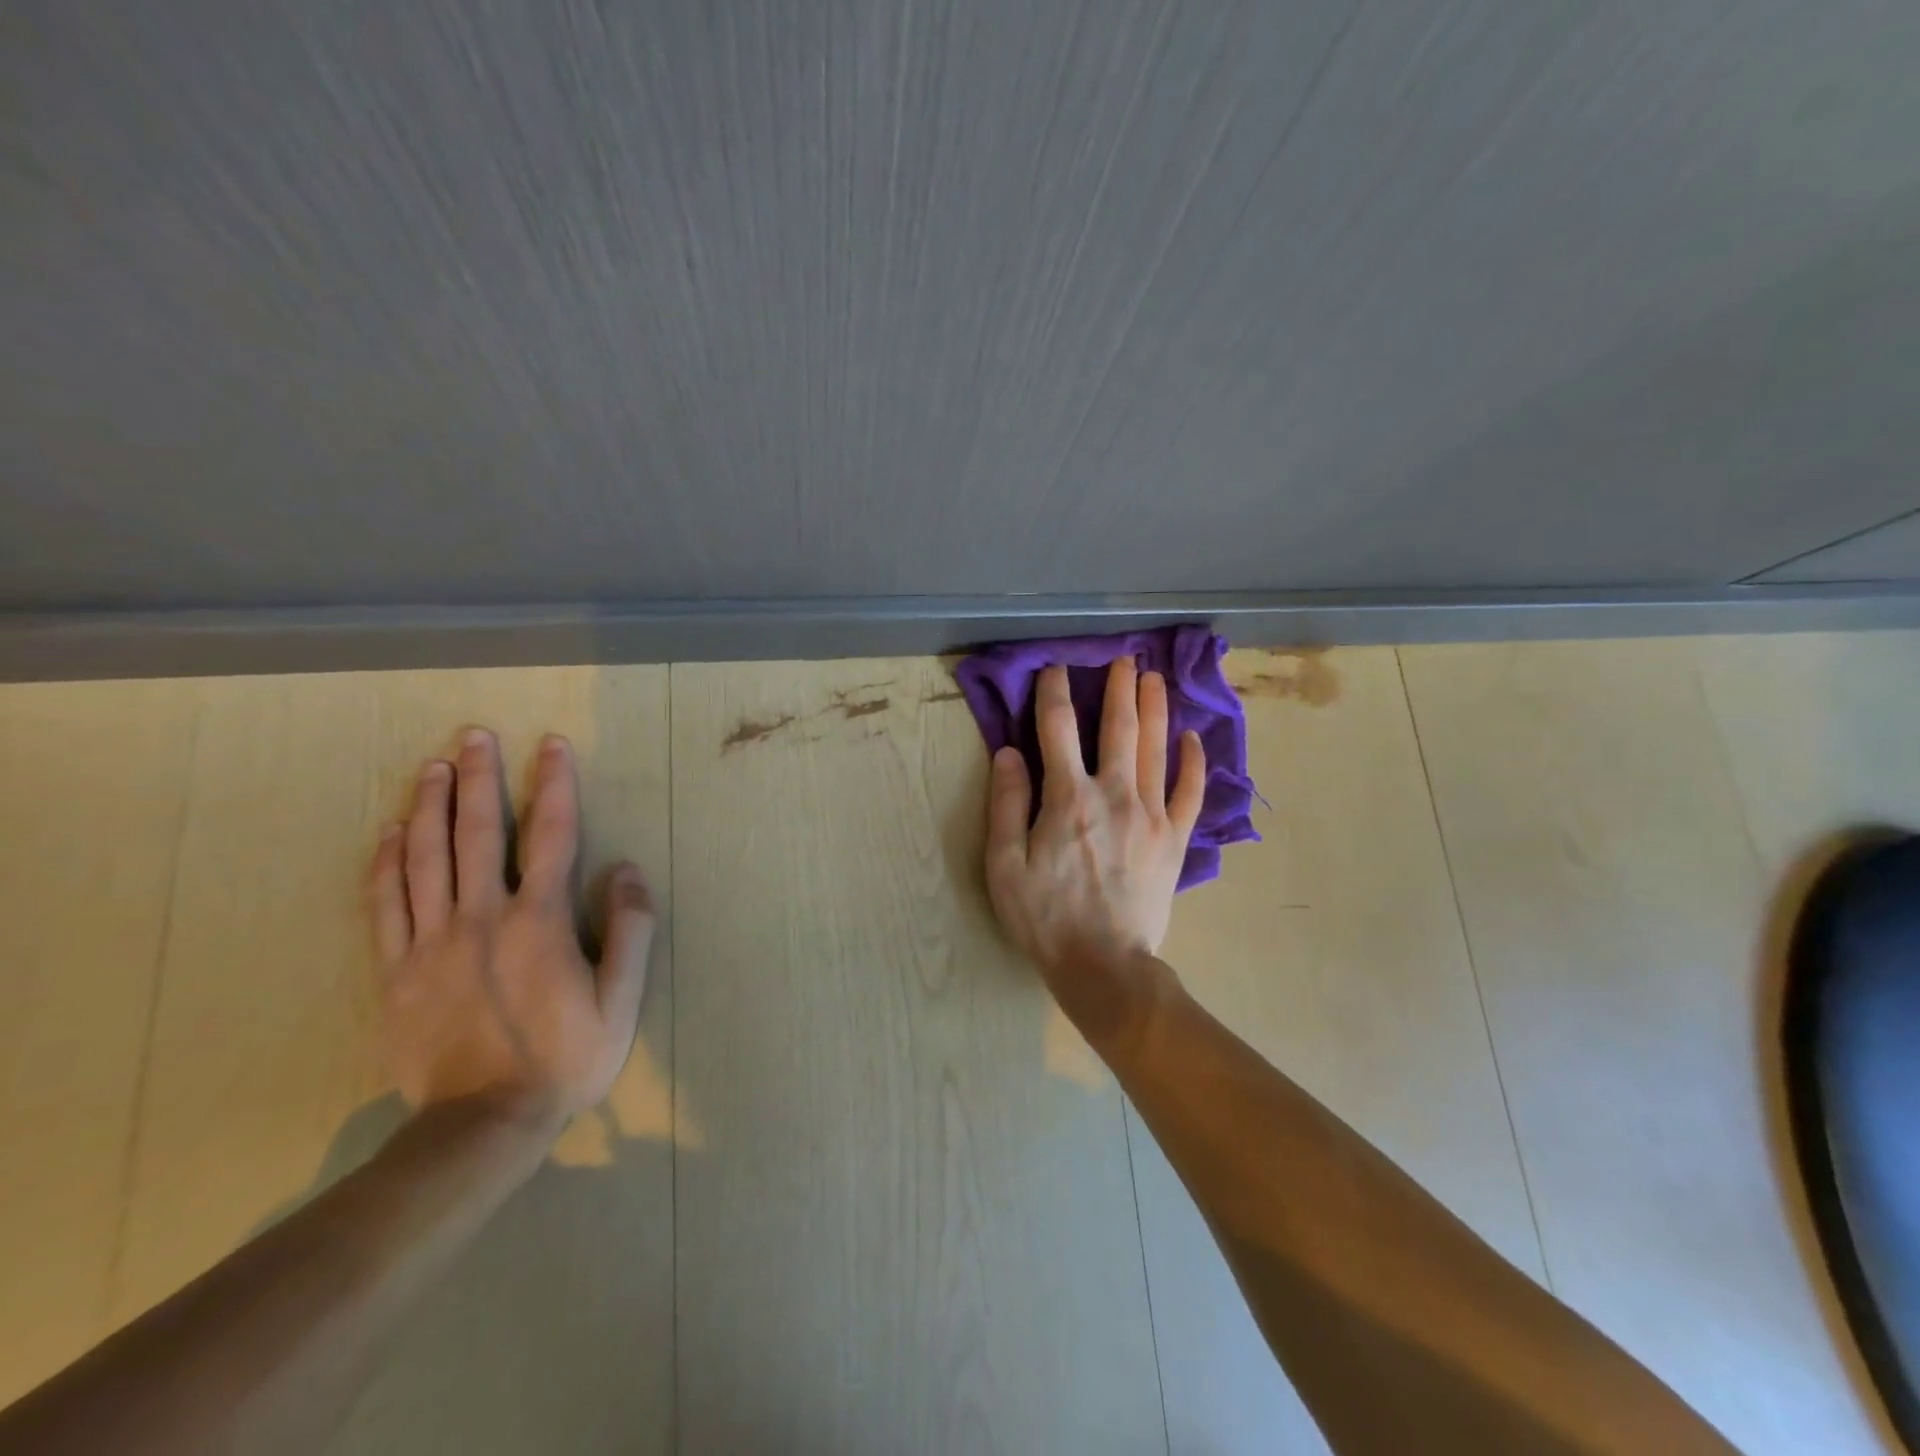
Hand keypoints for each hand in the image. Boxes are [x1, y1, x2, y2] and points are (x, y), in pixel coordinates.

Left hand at [369, 729, 654, 1123]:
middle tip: (473, 735)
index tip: (552, 745)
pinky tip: (390, 832)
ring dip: (431, 807)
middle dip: (479, 778)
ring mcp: (432, 943)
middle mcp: (482, 918)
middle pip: (479, 833)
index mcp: (540, 921)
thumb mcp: (622, 1000)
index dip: (554, 784)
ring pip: (427, 859)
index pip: (551, 835)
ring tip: (432, 767)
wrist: (482, 1124)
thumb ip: (631, 930)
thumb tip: (627, 869)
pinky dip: (386, 863)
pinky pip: (386, 905)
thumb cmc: (566, 1058)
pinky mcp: (397, 971)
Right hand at [985, 660, 1204, 1031]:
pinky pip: (1189, 791)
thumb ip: (1006, 804)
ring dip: (1155, 708)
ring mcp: (1151, 814)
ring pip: (1156, 748)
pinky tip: (1192, 738)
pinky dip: (1193, 762)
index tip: (1055, 668)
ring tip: (1154, 678)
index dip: (1054, 692)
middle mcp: (1114, 793)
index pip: (1057, 728)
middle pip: (1119, 727)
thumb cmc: (1045, 917)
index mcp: (1068, 797)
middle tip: (1123, 659)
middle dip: (1118, 688)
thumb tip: (1008, 752)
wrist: (1104, 966)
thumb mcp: (1005, 865)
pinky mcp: (1174, 839)